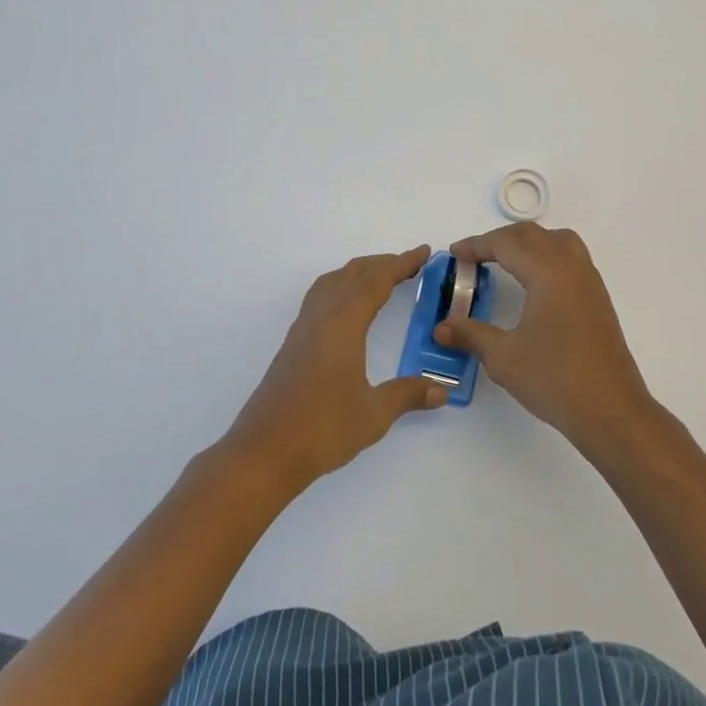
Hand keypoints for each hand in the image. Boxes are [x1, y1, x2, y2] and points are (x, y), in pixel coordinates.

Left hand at [222, 245, 448, 495]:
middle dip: (381, 264)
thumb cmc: (322, 430)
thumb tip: (442, 390)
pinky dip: (341, 289)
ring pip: (331, 283)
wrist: (263, 453)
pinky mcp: (292, 346)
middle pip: (352, 274)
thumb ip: (408, 395)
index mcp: (342, 324)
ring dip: (357, 273)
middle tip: (410, 264)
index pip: (376, 281)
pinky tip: (348, 311)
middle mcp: (320, 318)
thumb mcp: (374, 414)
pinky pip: (319, 299)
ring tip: (380, 279)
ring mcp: (302, 331)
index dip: (401, 263)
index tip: (424, 252)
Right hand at [435, 223, 656, 456]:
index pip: (507, 244)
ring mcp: (589, 282)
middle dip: (500, 239)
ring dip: (527, 243)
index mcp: (549, 273)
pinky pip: (570, 258)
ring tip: (504, 260)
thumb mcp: (503, 357)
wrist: (611, 411)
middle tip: (473, 256)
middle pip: (533, 235)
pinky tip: (533, 282)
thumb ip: (471, 335)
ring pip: (557, 241)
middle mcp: (572, 267)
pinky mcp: (598, 299)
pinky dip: (546, 256)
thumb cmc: (554, 380)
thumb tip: (442, 328)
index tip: (454, 254)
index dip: (477, 245)